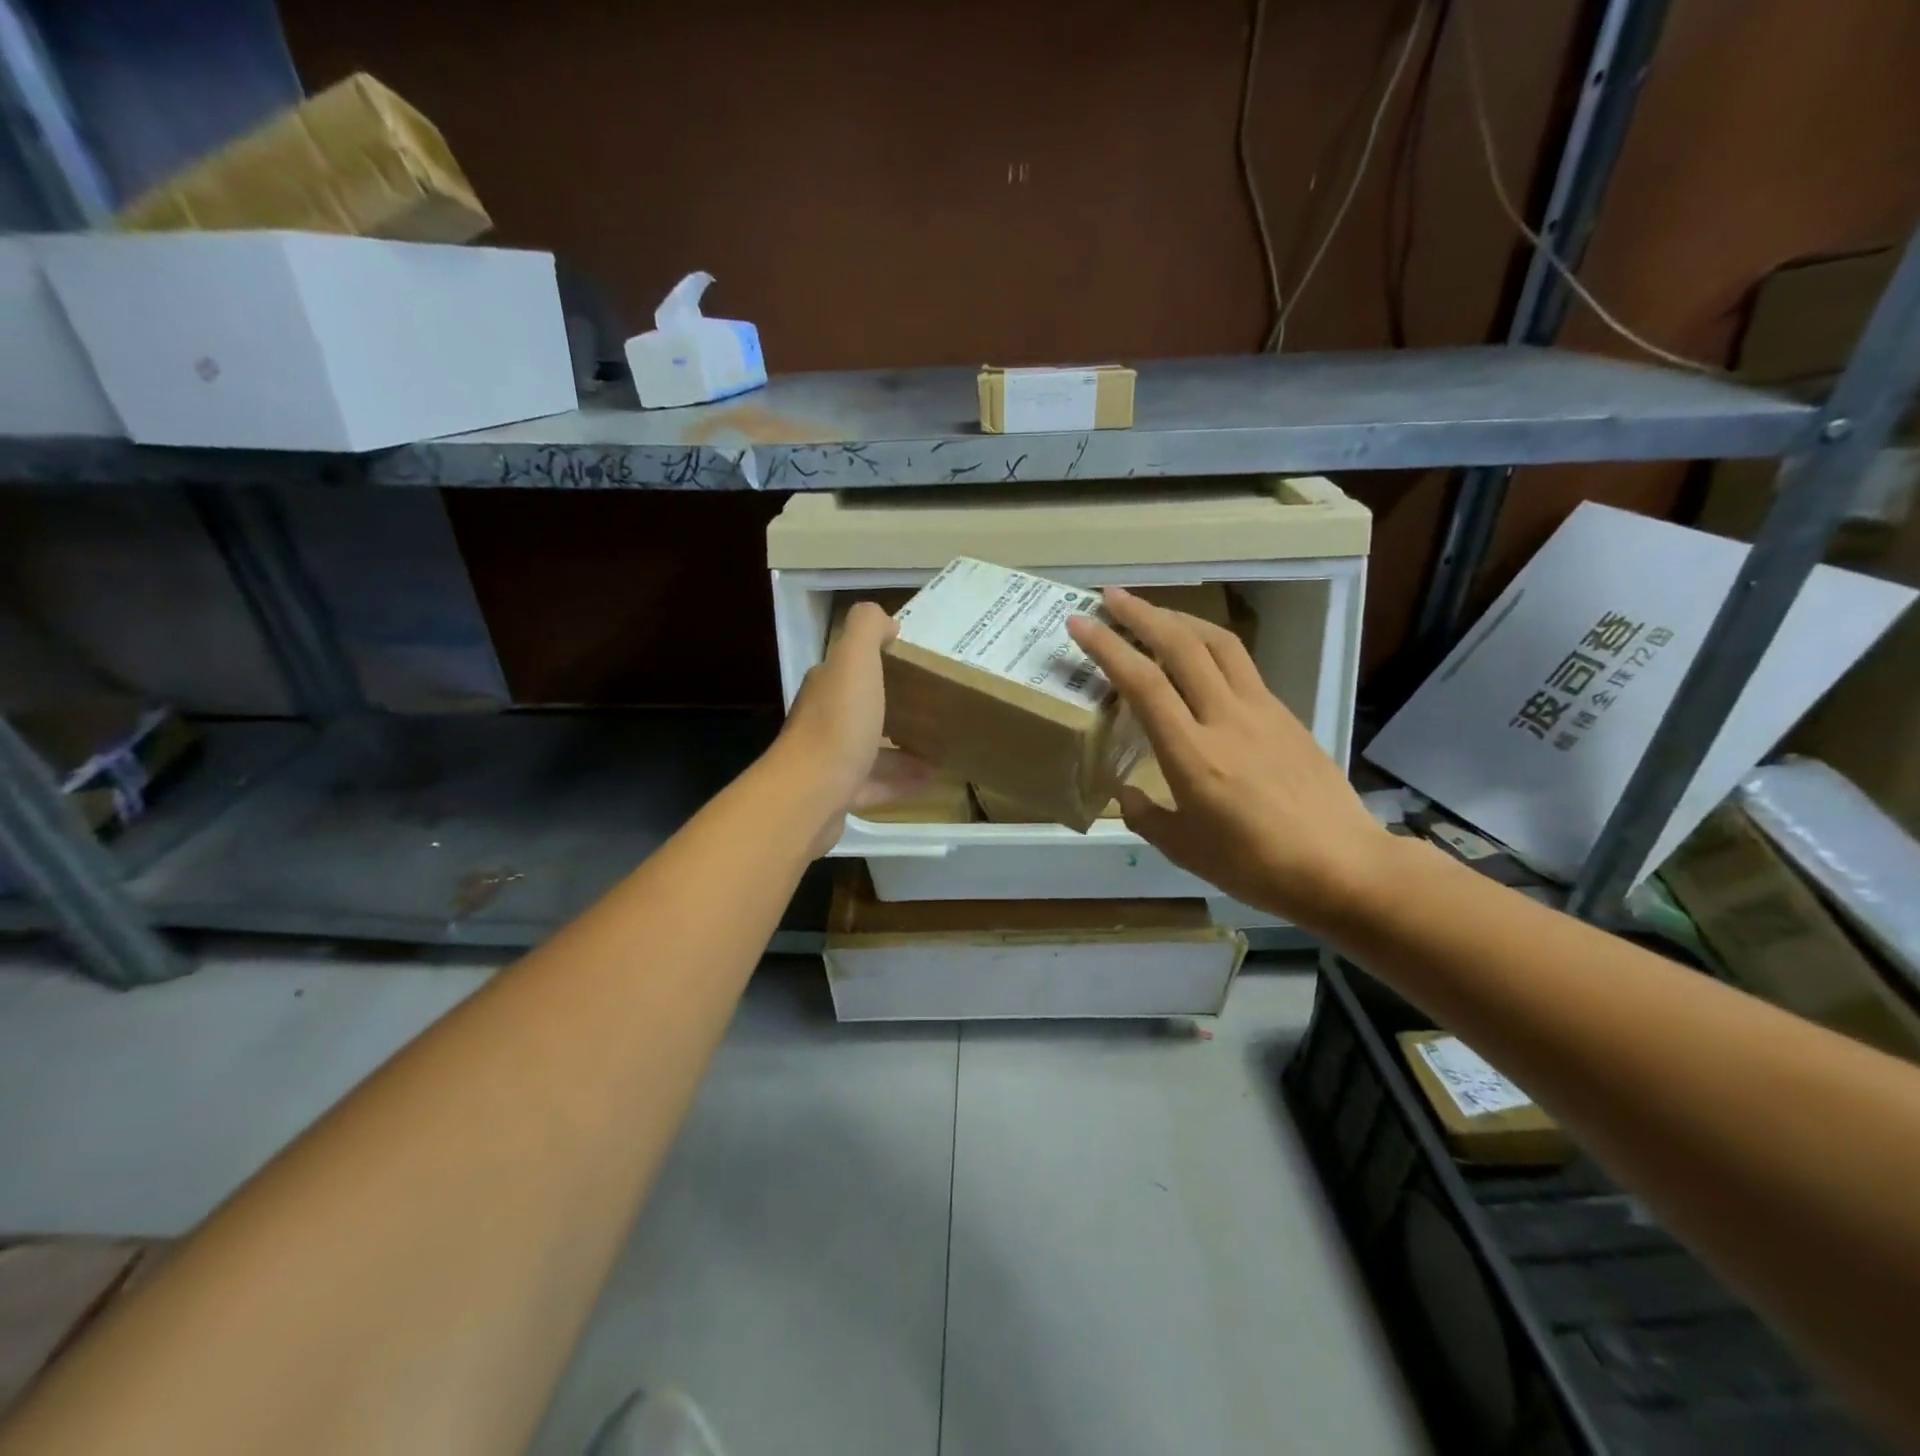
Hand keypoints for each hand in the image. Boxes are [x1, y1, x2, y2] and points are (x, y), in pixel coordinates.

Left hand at [775, 601, 933, 855]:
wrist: (809, 796)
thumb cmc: (838, 725)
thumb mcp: (855, 662)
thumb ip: (867, 630)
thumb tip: (886, 621)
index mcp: (827, 686)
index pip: (853, 666)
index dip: (882, 662)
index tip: (919, 666)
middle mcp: (824, 719)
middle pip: (864, 708)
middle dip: (897, 707)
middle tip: (936, 708)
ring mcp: (830, 760)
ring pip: (873, 749)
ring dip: (905, 748)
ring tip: (942, 746)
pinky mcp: (840, 795)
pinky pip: (877, 784)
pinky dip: (904, 781)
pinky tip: (933, 780)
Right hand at [1067, 587, 1394, 927]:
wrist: (1343, 866)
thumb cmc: (1256, 865)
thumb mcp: (1184, 850)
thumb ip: (1145, 815)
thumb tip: (1126, 792)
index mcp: (1192, 753)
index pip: (1143, 683)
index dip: (1107, 647)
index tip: (1079, 622)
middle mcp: (1226, 717)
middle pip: (1182, 645)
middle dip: (1142, 613)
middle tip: (1111, 597)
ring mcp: (1262, 710)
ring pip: (1219, 644)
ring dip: (1181, 619)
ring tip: (1155, 613)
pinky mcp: (1286, 714)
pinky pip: (1242, 666)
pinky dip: (1212, 647)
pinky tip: (1201, 660)